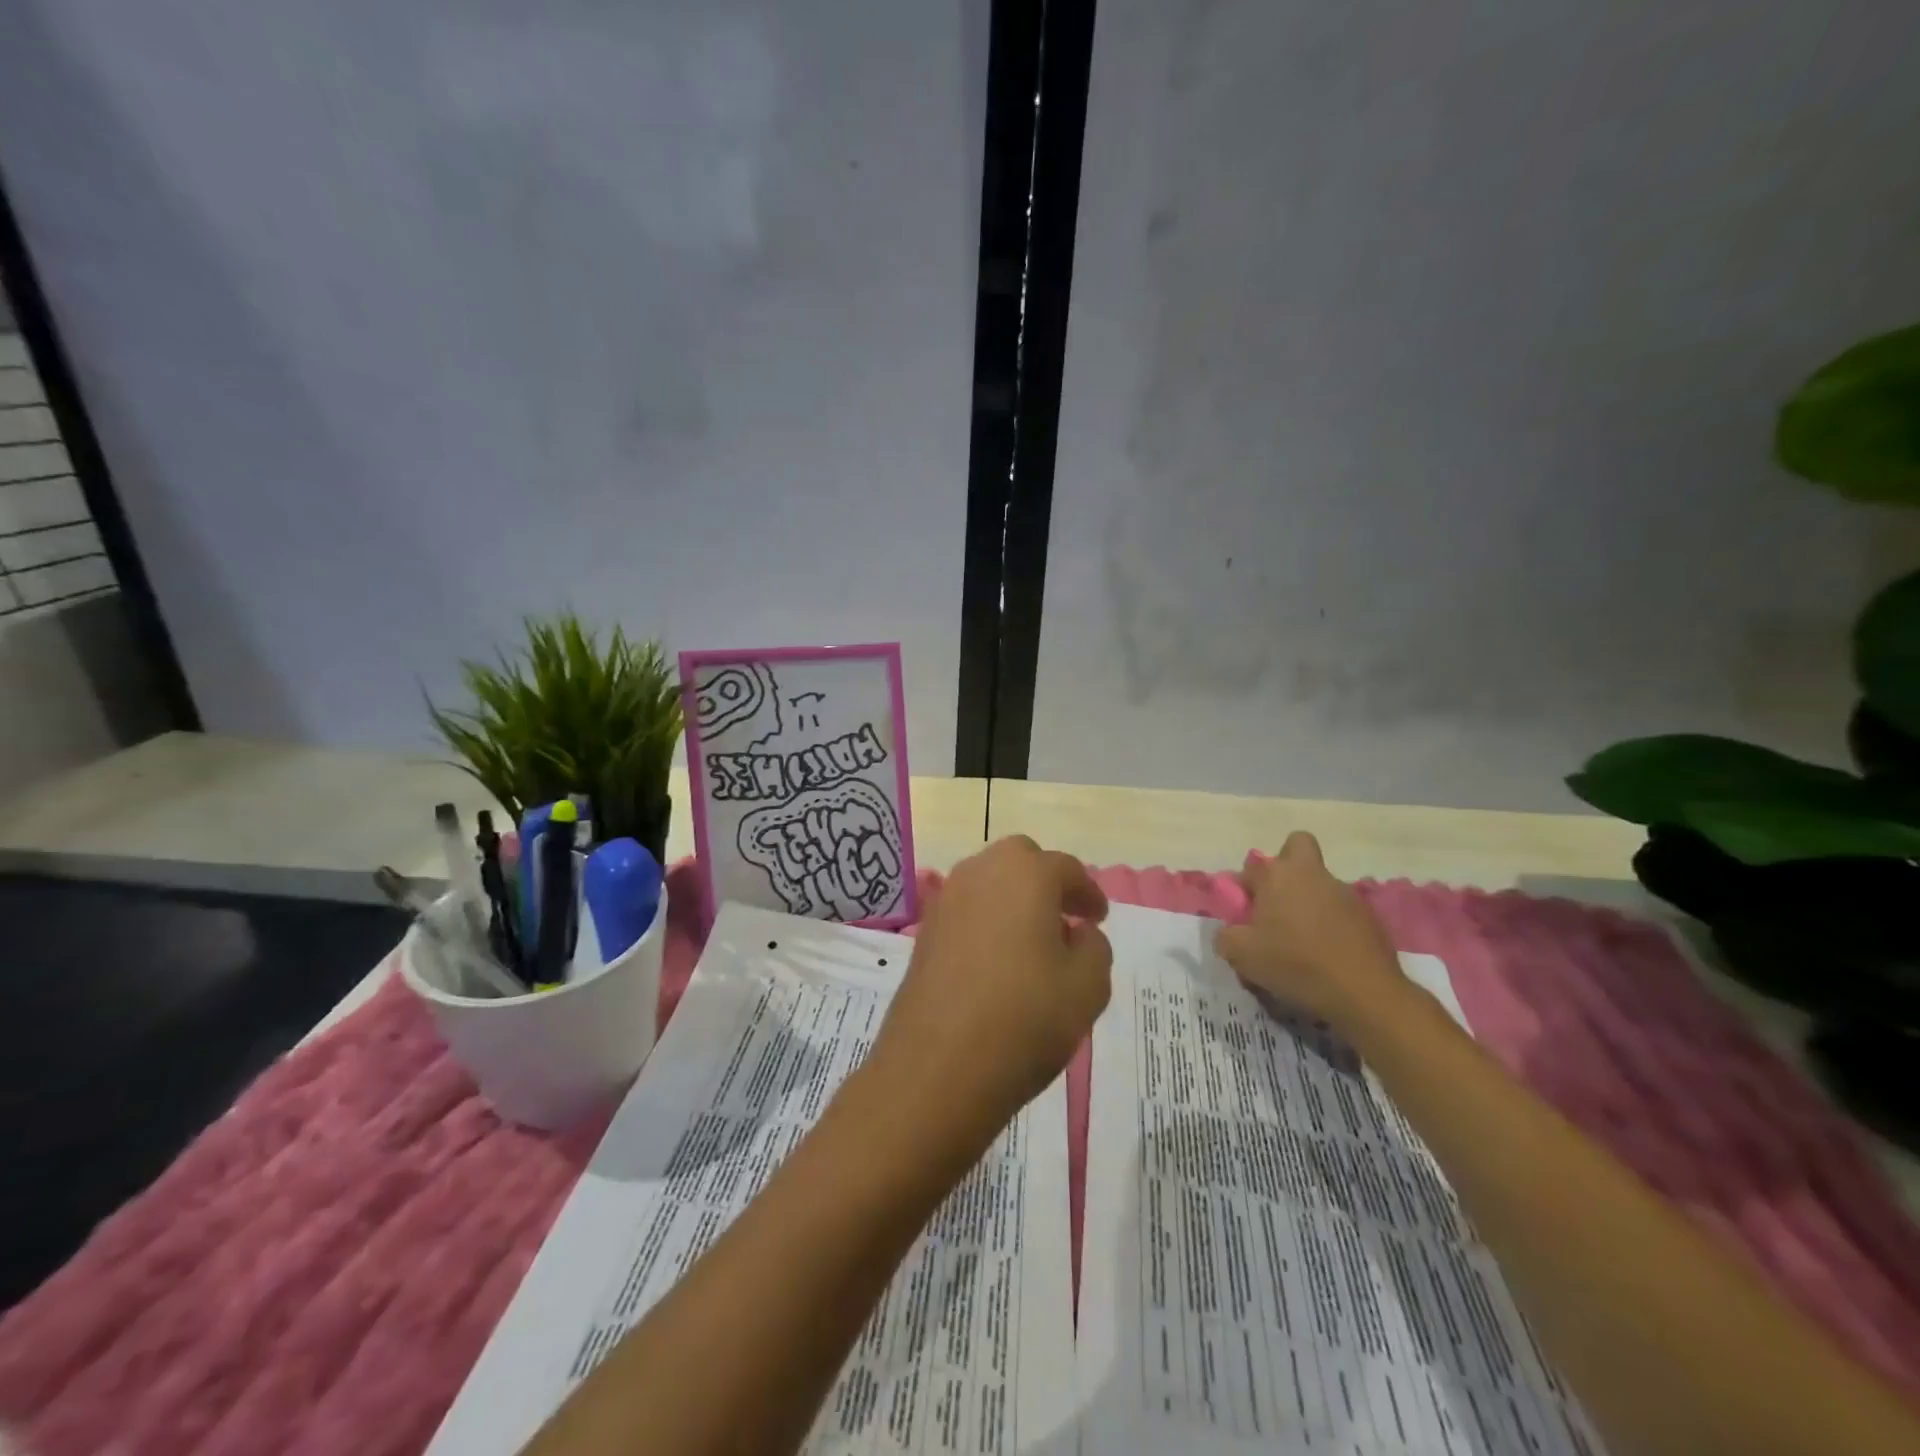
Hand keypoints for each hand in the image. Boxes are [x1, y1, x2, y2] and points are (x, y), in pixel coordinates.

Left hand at [867, 836, 1111, 1143]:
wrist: (937, 1066)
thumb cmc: (1024, 1019)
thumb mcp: (1087, 988)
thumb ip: (1094, 948)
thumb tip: (1078, 933)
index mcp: (1025, 874)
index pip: (1066, 868)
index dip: (1088, 893)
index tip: (1099, 918)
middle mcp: (981, 873)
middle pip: (1021, 861)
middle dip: (1046, 882)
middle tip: (1066, 918)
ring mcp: (947, 901)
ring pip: (989, 881)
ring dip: (1014, 899)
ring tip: (1034, 942)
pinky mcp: (925, 932)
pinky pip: (966, 910)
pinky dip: (987, 920)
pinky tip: (999, 960)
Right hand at [1214, 832, 1409, 1029]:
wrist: (1364, 993)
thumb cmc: (1294, 964)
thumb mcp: (1241, 955)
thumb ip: (1226, 937)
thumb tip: (1229, 933)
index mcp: (1278, 875)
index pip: (1252, 867)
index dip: (1244, 887)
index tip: (1243, 913)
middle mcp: (1312, 874)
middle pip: (1298, 847)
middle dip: (1286, 864)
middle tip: (1277, 900)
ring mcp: (1346, 893)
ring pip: (1321, 883)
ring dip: (1310, 901)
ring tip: (1303, 942)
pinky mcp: (1371, 917)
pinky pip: (1343, 912)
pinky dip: (1333, 926)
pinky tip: (1329, 956)